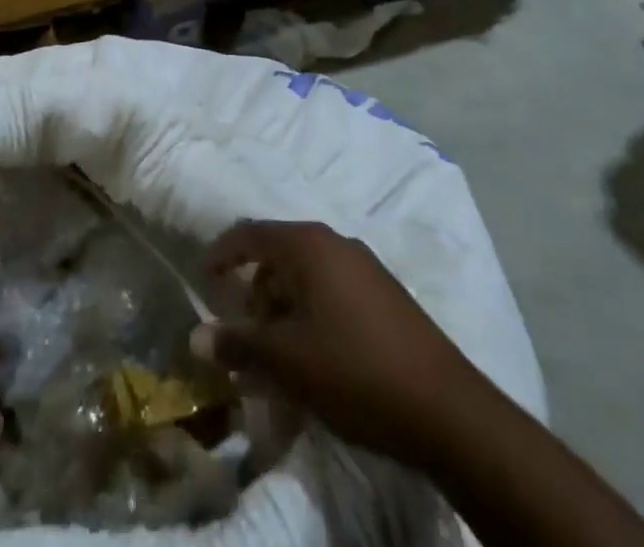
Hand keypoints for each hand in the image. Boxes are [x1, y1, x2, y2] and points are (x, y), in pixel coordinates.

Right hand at [192, 219, 472, 471]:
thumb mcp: (287, 362)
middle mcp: (336, 243)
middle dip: (255, 294)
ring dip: (283, 313)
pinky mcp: (386, 297)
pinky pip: (332, 295)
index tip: (203, 279)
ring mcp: (366, 268)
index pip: (251, 233)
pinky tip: (314, 363)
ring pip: (307, 279)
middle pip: (279, 256)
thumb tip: (196, 337)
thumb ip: (238, 344)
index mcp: (309, 244)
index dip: (222, 253)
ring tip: (277, 361)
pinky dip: (311, 320)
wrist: (448, 410)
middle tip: (244, 337)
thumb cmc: (355, 371)